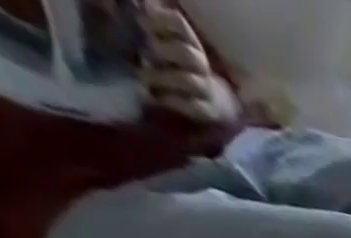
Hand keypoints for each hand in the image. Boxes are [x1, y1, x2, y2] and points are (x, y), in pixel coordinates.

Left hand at [137, 1, 239, 123]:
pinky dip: (170, 100)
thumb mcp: (165, 41)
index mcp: (191, 42)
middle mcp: (202, 64)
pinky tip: (156, 97)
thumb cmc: (176, 65)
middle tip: (145, 56)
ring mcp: (206, 89)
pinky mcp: (207, 111)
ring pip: (188, 81)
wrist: (210, 100)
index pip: (179, 23)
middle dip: (161, 52)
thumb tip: (140, 13)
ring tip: (144, 78)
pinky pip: (192, 106)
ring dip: (162, 78)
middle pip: (186, 54)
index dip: (160, 21)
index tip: (143, 25)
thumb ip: (153, 28)